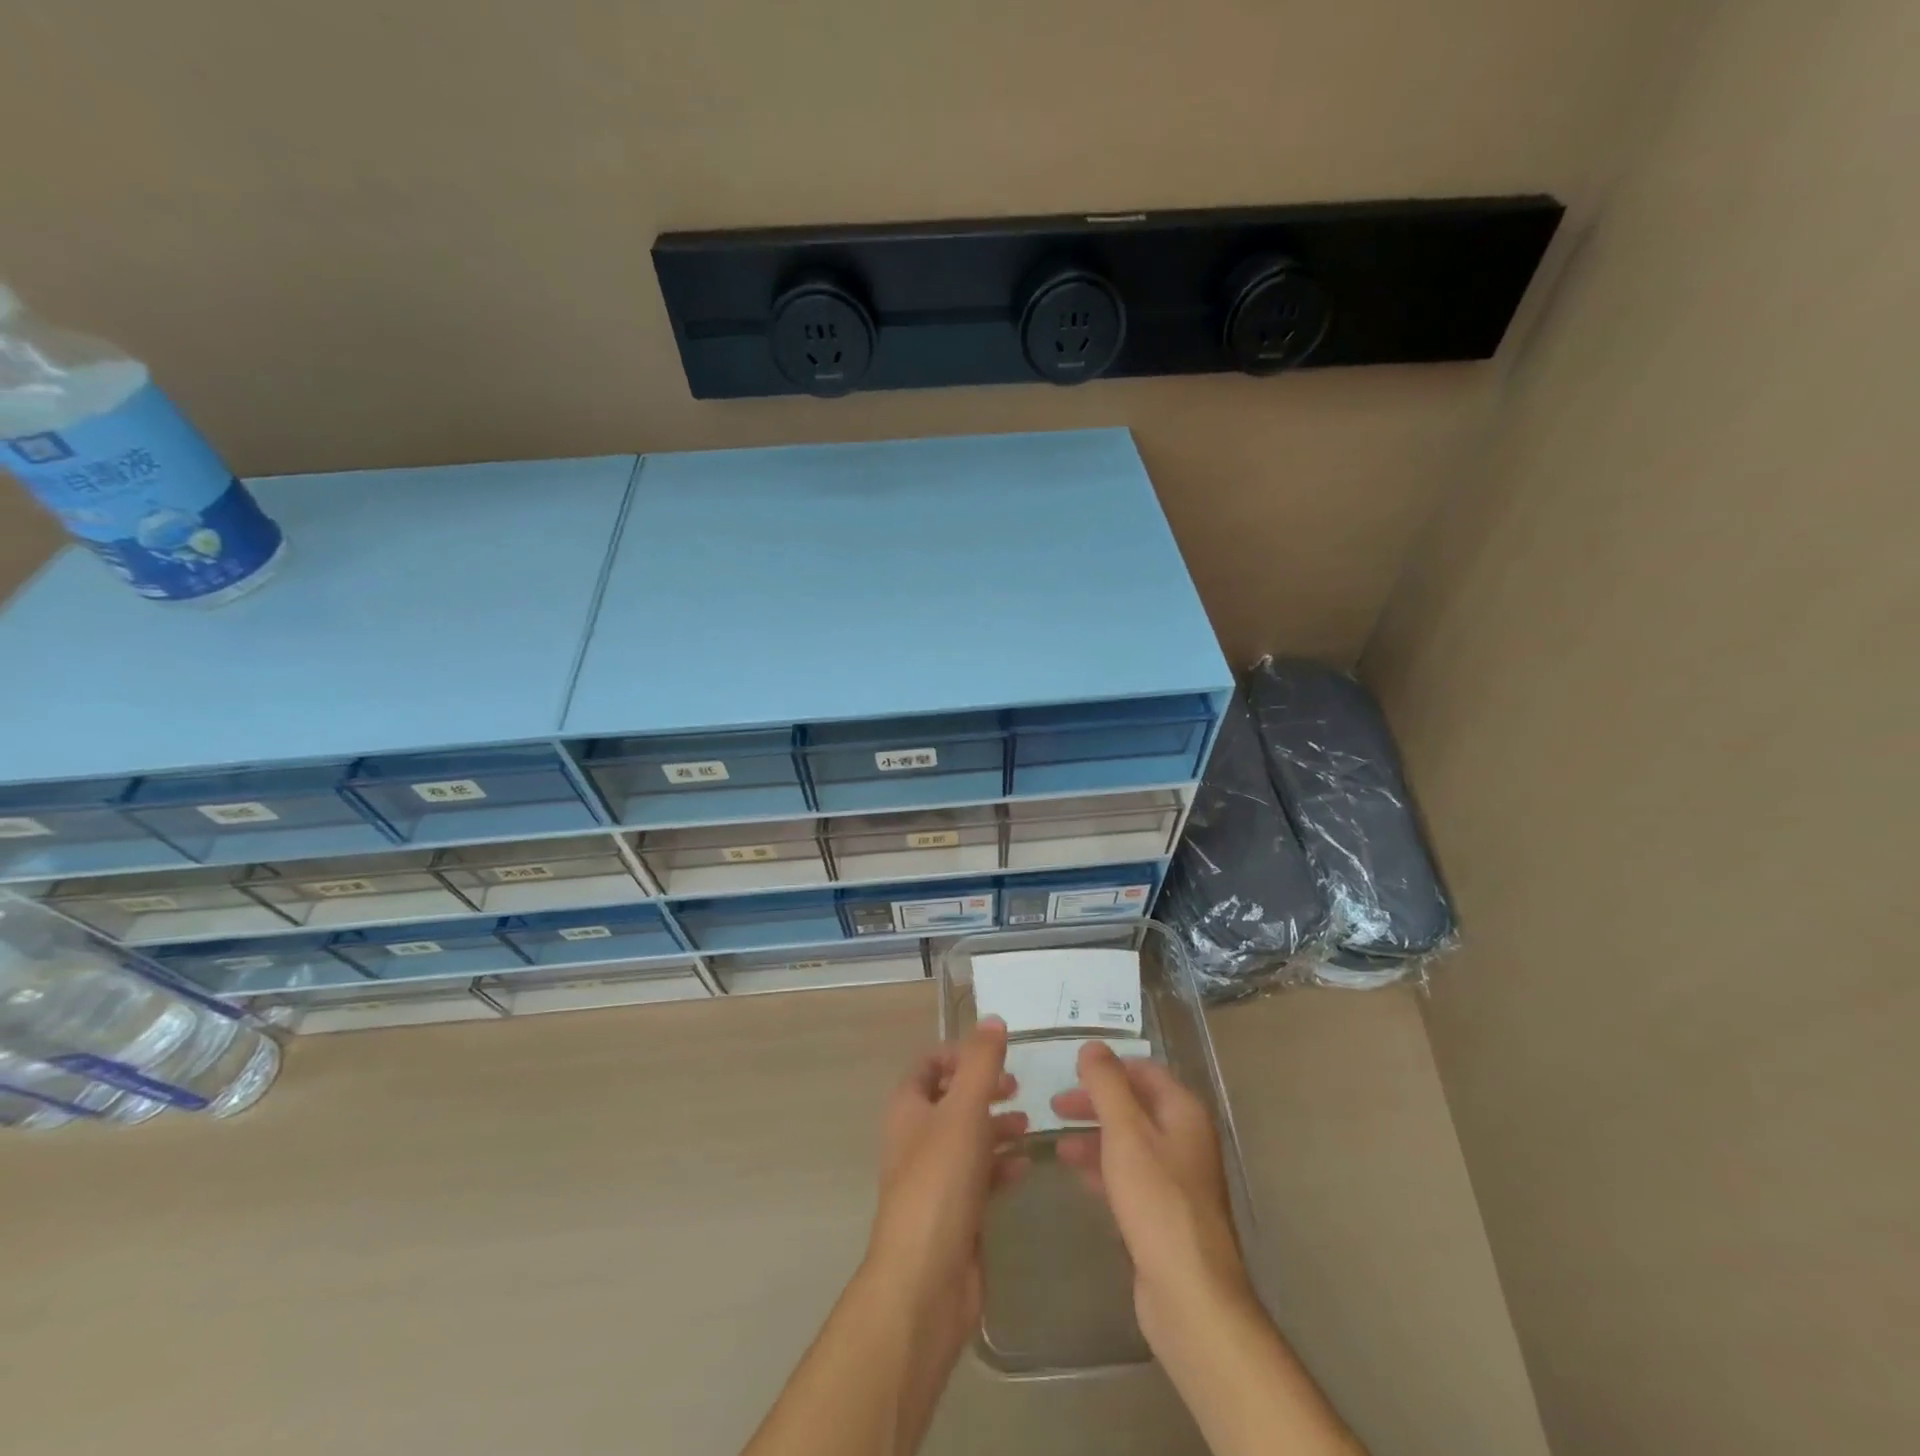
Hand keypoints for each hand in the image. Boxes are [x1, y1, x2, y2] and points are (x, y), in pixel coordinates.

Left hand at [862, 1018, 1029, 1369]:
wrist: (926, 1279)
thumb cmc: (940, 1182)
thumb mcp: (963, 1111)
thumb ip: (981, 1063)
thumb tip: (993, 1019)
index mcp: (908, 1108)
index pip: (928, 1065)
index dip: (958, 1053)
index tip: (994, 1053)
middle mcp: (916, 1137)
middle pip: (950, 1099)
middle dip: (983, 1088)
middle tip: (1017, 1086)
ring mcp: (934, 1177)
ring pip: (967, 1137)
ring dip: (995, 1125)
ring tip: (1028, 1123)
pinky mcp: (953, 1211)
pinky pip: (979, 1175)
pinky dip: (1000, 1164)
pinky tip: (1025, 1166)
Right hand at [1051, 1041, 1254, 1347]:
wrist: (1190, 1293)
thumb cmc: (1157, 1201)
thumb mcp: (1125, 1132)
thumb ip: (1107, 1085)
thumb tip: (1092, 1046)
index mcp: (1183, 1112)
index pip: (1145, 1071)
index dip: (1109, 1067)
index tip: (1071, 1071)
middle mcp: (1185, 1139)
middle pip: (1136, 1105)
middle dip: (1096, 1102)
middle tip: (1055, 1106)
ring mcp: (1178, 1178)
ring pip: (1130, 1142)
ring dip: (1094, 1136)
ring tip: (1056, 1144)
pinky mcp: (1165, 1213)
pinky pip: (1130, 1176)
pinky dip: (1103, 1168)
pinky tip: (1077, 1176)